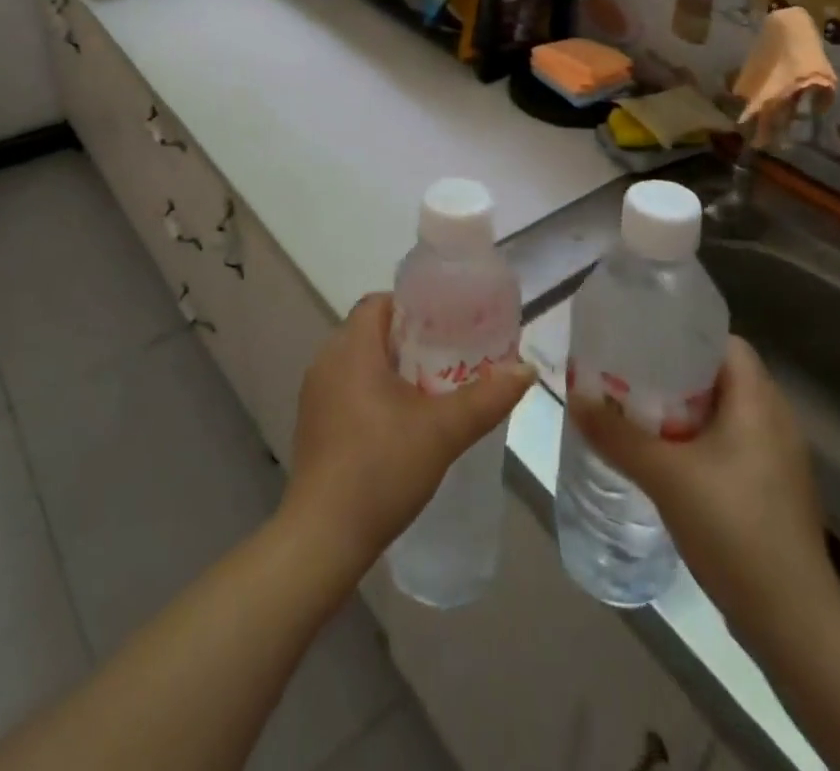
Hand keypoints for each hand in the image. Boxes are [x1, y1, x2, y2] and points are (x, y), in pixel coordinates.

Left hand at [281, 294, 533, 571]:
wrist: (323, 537)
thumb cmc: (381, 468)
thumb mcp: (443, 431)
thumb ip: (487, 397)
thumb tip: (527, 369)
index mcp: (351, 348)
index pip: (379, 302)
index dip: (413, 307)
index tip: (447, 323)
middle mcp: (326, 361)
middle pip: (371, 331)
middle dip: (410, 339)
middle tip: (450, 355)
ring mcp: (315, 394)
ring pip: (359, 362)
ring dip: (393, 368)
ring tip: (432, 387)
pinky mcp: (313, 424)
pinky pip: (347, 388)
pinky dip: (374, 391)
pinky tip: (401, 422)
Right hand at [569, 336, 839, 650]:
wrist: (794, 623)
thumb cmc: (734, 528)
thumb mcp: (665, 475)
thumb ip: (616, 435)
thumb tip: (574, 398)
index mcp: (759, 402)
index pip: (725, 341)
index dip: (684, 334)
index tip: (642, 340)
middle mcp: (775, 422)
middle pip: (720, 377)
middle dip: (673, 374)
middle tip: (628, 377)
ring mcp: (778, 461)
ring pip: (724, 415)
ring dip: (683, 412)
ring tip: (637, 415)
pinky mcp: (772, 493)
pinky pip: (730, 447)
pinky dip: (697, 443)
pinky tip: (665, 462)